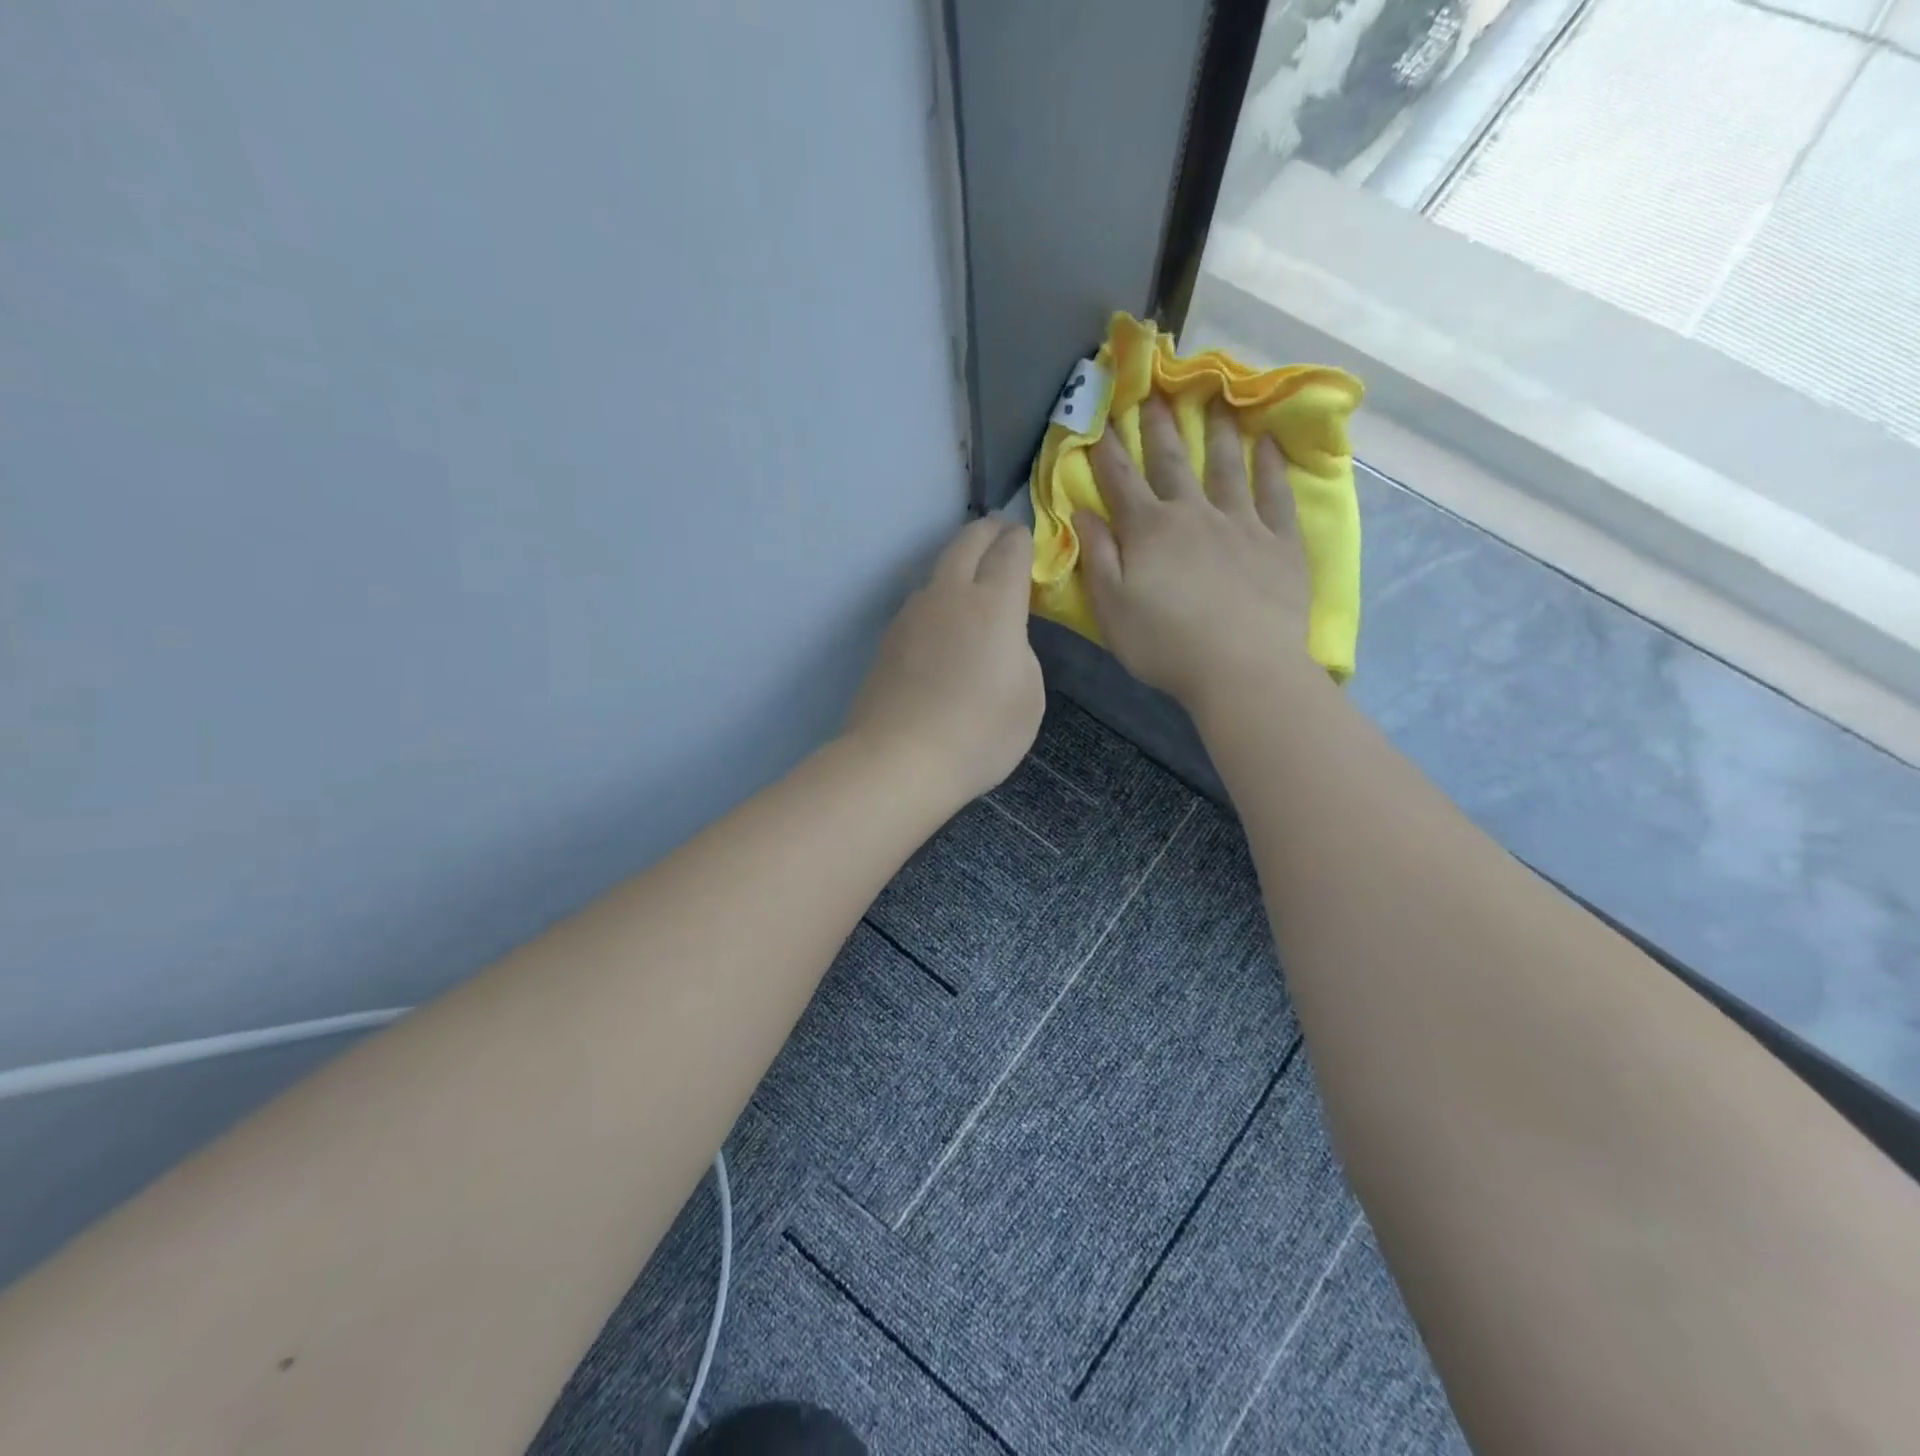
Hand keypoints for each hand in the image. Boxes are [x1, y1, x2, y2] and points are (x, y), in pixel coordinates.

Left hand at [846, 517, 1044, 807]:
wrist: (899, 760)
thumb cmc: (979, 733)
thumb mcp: (1029, 697)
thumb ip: (1021, 652)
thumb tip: (1000, 638)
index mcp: (993, 604)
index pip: (1009, 549)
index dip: (1021, 539)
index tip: (1026, 541)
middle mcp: (949, 595)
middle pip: (966, 540)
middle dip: (988, 531)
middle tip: (1000, 535)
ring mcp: (911, 615)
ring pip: (937, 571)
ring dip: (958, 566)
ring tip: (972, 584)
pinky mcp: (887, 639)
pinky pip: (919, 604)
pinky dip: (937, 601)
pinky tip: (942, 628)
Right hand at [1078, 395, 1313, 713]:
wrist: (1242, 668)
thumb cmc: (1165, 645)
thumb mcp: (1111, 608)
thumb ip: (1097, 556)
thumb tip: (1082, 512)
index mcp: (1149, 530)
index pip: (1120, 480)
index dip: (1106, 448)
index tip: (1099, 417)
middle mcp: (1193, 514)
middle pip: (1171, 461)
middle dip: (1158, 426)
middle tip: (1154, 390)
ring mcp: (1240, 523)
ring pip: (1225, 467)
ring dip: (1216, 432)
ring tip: (1215, 400)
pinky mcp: (1278, 542)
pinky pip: (1274, 494)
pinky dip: (1270, 466)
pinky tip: (1267, 443)